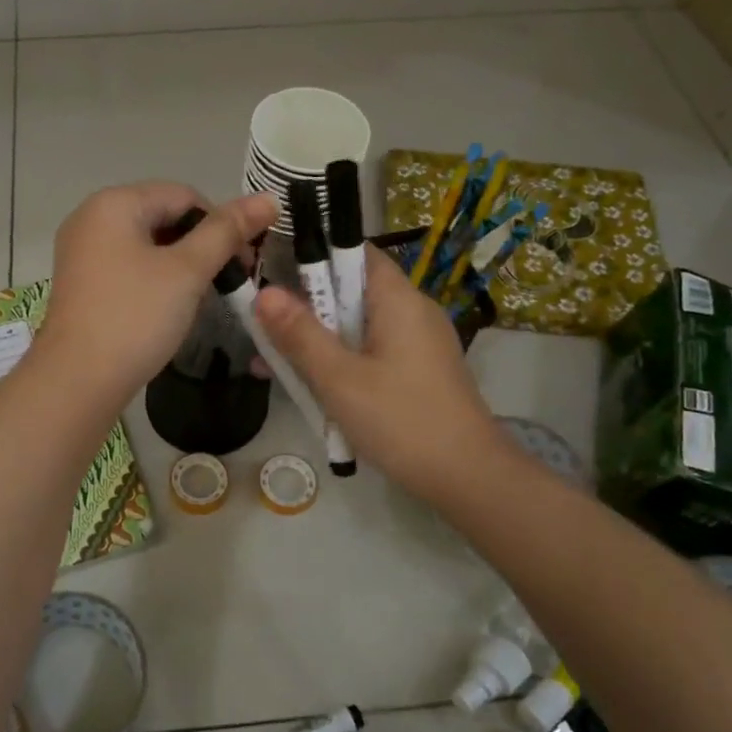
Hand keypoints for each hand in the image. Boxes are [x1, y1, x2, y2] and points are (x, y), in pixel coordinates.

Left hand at [38, 183, 276, 408]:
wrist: (78, 381)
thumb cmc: (135, 317)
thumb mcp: (187, 271)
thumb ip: (227, 232)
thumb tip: (268, 198)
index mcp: (114, 203)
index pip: (184, 195)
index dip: (221, 224)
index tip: (243, 264)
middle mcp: (91, 218)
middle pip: (163, 217)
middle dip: (201, 245)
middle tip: (226, 282)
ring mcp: (81, 253)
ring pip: (147, 245)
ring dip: (180, 265)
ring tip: (201, 297)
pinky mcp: (81, 284)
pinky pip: (128, 267)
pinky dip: (155, 280)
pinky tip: (169, 308)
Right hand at [254, 246, 518, 502]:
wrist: (466, 478)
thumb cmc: (400, 420)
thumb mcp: (339, 378)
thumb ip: (300, 335)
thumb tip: (264, 292)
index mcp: (398, 299)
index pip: (355, 253)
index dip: (314, 257)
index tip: (274, 275)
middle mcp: (412, 312)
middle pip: (351, 292)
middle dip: (306, 309)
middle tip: (265, 330)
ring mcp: (419, 344)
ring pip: (357, 327)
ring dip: (319, 342)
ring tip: (275, 364)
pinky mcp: (418, 372)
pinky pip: (371, 353)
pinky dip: (341, 363)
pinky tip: (312, 390)